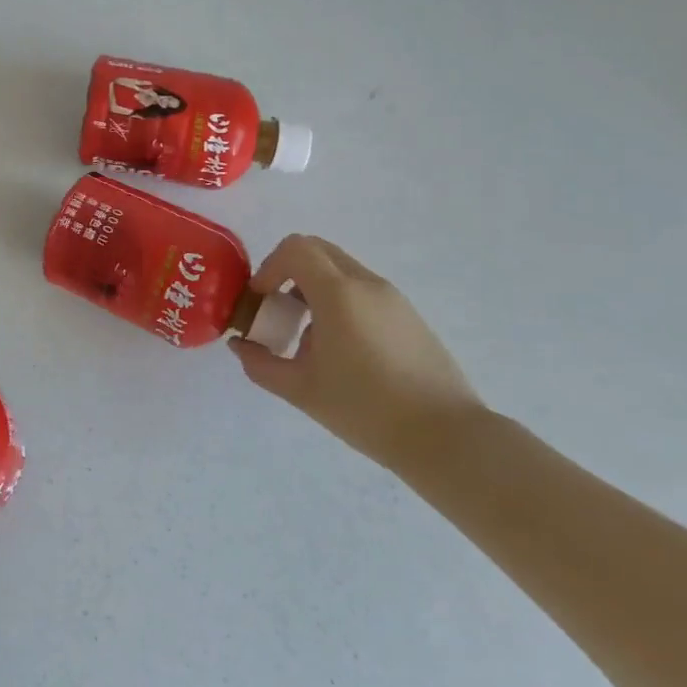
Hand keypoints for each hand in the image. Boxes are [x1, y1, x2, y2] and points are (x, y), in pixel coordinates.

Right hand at [229, 235, 485, 469]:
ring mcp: (393, 298)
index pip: (296, 248)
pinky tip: (341, 352)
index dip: (269, 267)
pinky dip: (339, 303)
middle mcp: (367, 284)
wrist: (446, 438)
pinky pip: (362, 291)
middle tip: (277, 311)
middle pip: (318, 251)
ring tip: (307, 339)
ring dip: (313, 290)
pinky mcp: (409, 316)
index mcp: (339, 294)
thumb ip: (260, 363)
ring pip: (341, 271)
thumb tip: (240, 345)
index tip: (261, 301)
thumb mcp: (300, 389)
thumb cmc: (366, 409)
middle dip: (288, 272)